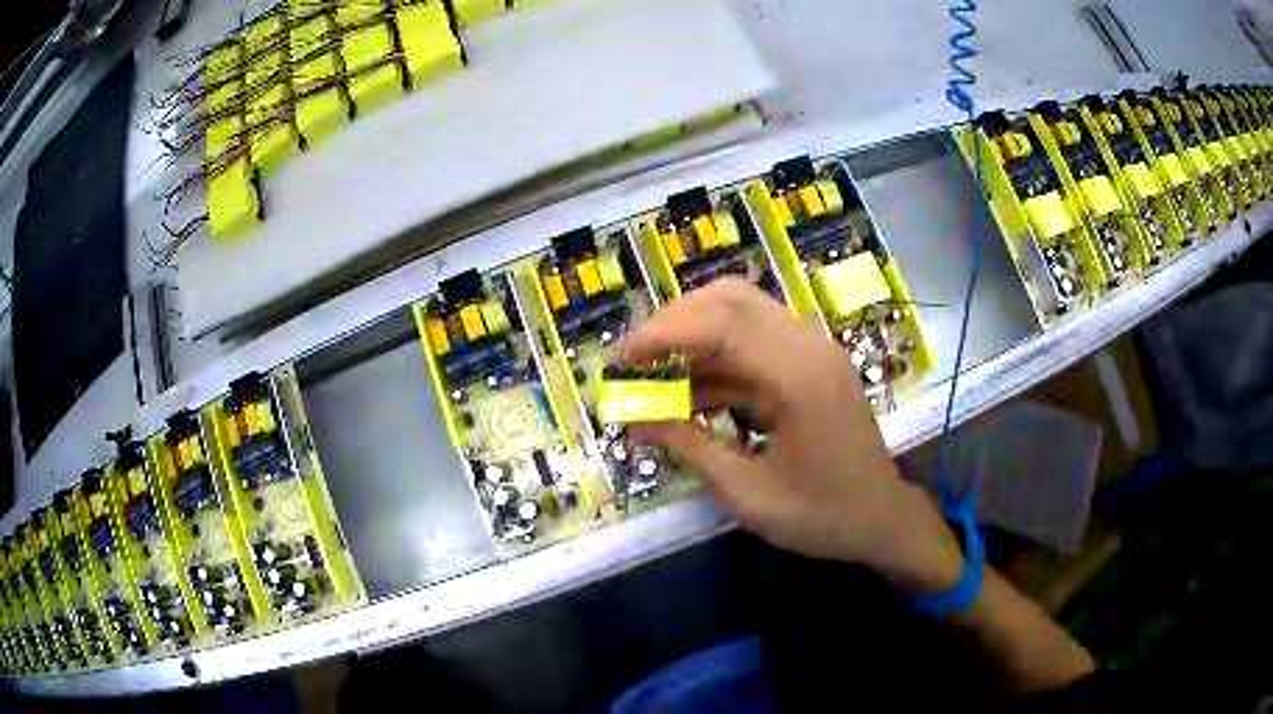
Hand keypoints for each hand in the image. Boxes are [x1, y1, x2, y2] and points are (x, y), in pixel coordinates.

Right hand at [620, 278, 963, 593]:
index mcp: (799, 377)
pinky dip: (720, 360)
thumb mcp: (746, 493)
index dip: (662, 334)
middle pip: (732, 300)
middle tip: (637, 358)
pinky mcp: (814, 366)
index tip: (621, 359)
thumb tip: (634, 423)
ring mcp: (816, 352)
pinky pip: (758, 344)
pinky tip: (692, 395)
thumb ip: (689, 447)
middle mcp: (810, 348)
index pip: (720, 324)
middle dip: (675, 321)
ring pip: (744, 313)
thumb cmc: (821, 516)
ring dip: (695, 337)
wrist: (882, 520)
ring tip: (655, 378)